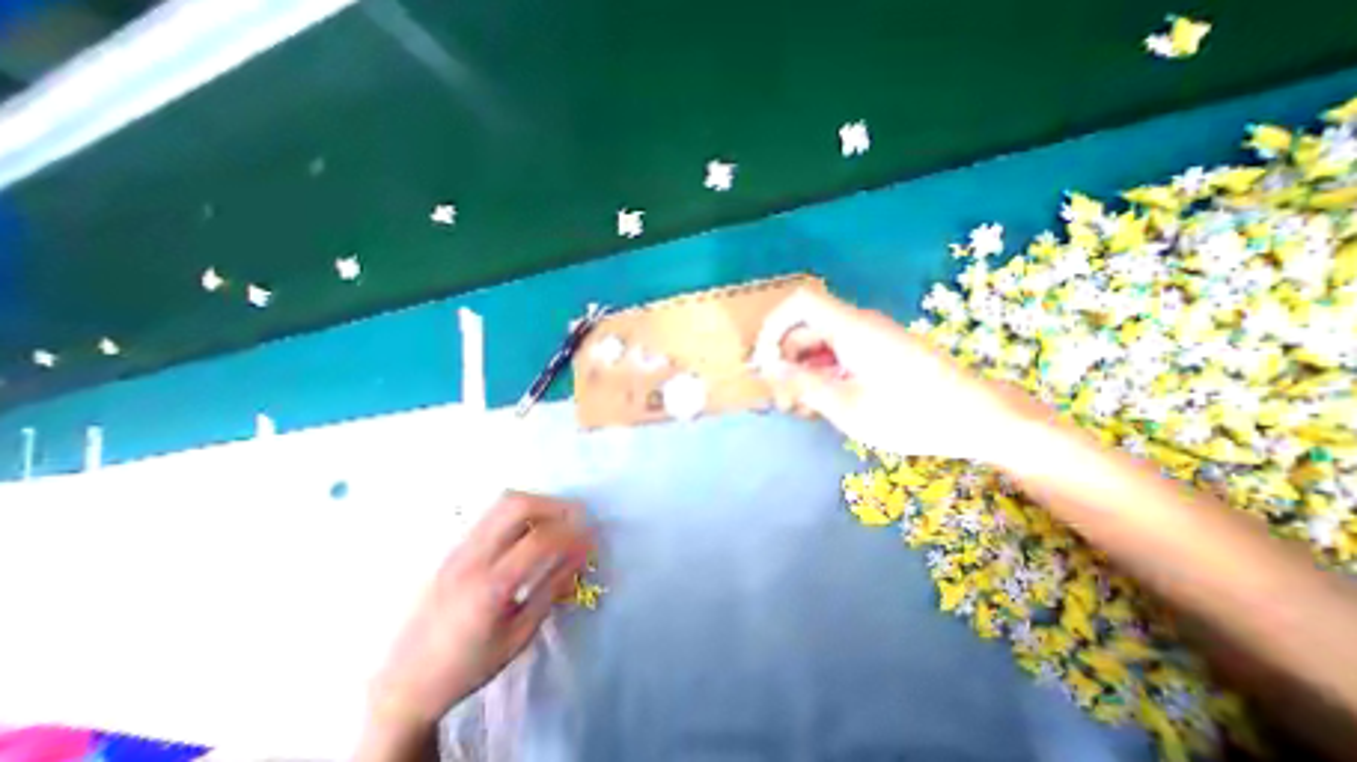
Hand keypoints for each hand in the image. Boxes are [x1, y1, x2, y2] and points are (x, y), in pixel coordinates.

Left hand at [362, 491, 594, 753]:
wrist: (403, 683)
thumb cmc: (467, 667)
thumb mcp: (518, 636)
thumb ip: (551, 589)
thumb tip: (580, 557)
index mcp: (488, 587)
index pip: (539, 540)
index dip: (571, 534)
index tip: (591, 538)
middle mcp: (471, 557)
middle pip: (517, 505)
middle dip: (554, 505)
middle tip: (577, 517)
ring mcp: (458, 548)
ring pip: (503, 502)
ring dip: (538, 503)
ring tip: (558, 520)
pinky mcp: (454, 547)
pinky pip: (493, 514)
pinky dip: (521, 511)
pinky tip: (531, 530)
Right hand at [754, 287, 1039, 462]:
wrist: (980, 419)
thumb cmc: (911, 414)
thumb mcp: (848, 406)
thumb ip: (803, 383)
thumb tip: (769, 368)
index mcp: (850, 328)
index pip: (798, 304)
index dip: (772, 326)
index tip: (763, 362)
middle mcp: (858, 325)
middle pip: (805, 329)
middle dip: (785, 360)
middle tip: (783, 399)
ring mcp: (870, 339)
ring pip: (820, 345)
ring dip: (803, 372)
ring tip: (802, 408)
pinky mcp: (879, 353)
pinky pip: (839, 355)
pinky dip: (824, 375)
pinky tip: (825, 403)